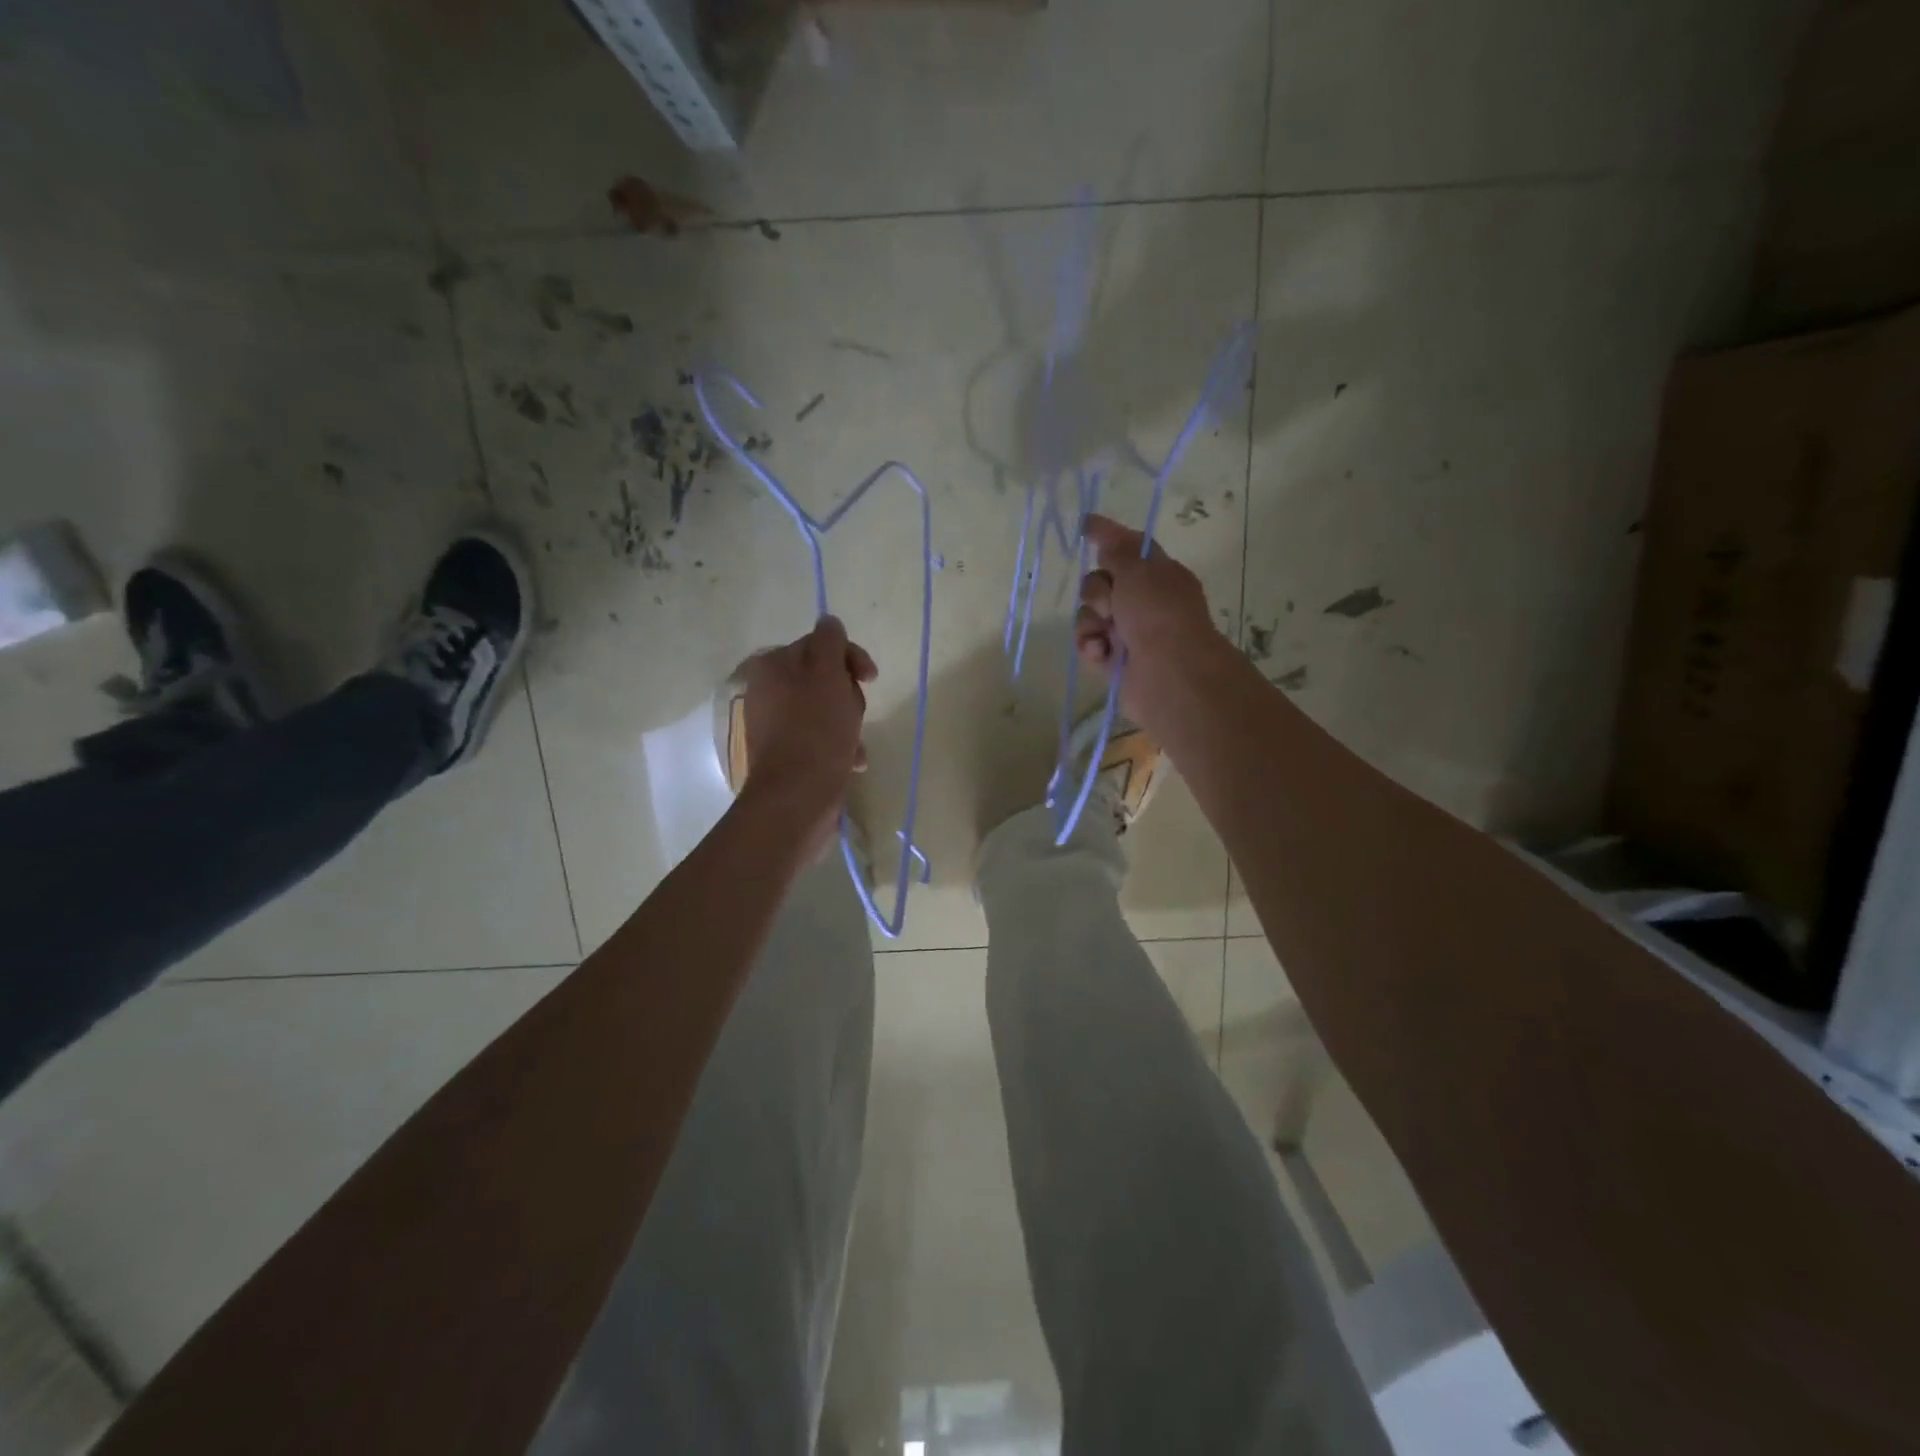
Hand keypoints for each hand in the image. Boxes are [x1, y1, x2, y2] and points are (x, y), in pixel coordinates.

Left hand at [738, 616, 876, 850]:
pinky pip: (820, 739)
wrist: (798, 797)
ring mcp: (775, 725)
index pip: (819, 645)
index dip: (849, 658)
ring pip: (826, 711)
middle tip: (855, 713)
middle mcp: (767, 692)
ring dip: (849, 724)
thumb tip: (829, 621)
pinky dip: (839, 747)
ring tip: (855, 745)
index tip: (871, 678)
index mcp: (772, 666)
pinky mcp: (787, 755)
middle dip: (849, 695)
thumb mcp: (828, 675)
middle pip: (824, 679)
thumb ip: (830, 642)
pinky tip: (852, 763)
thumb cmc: (816, 730)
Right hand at [1074, 514, 1229, 726]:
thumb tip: (1105, 538)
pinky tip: (1101, 652)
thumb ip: (1118, 550)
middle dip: (1096, 590)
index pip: (1129, 546)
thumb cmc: (1158, 615)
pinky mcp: (1113, 659)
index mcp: (1159, 574)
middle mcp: (1144, 601)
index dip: (1108, 535)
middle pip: (1100, 582)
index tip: (1086, 525)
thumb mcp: (1139, 570)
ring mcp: (1128, 631)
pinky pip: (1088, 642)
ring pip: (1090, 614)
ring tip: (1106, 635)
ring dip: (1091, 621)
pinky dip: (1092, 645)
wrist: (1168, 675)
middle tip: (1110, 603)